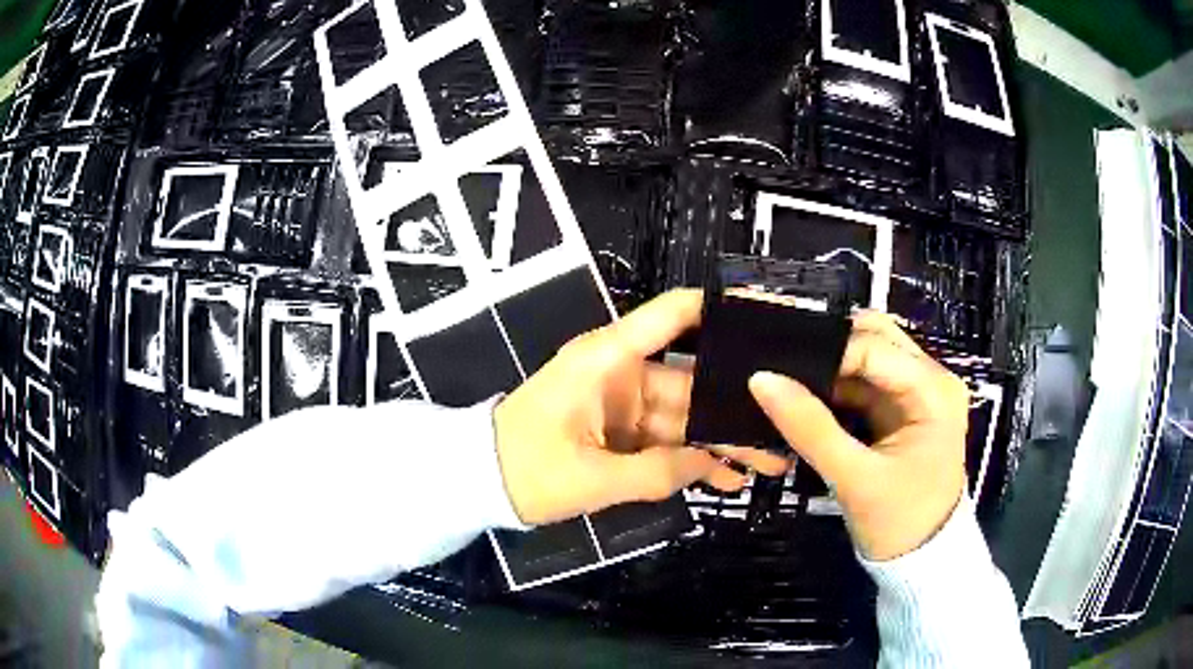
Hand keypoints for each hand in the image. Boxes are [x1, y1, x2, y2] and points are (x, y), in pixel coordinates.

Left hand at [494, 290, 789, 525]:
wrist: (478, 481)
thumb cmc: (525, 469)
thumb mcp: (592, 478)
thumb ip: (658, 472)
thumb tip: (715, 465)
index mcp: (608, 359)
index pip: (673, 315)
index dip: (720, 308)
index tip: (768, 317)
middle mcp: (620, 371)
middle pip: (692, 380)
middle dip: (735, 408)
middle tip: (781, 429)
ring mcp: (621, 402)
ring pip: (684, 415)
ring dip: (720, 440)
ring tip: (767, 461)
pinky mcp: (618, 428)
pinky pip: (664, 439)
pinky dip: (690, 457)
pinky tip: (726, 477)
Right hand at [749, 312, 969, 560]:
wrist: (922, 560)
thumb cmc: (898, 521)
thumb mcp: (853, 478)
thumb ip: (809, 428)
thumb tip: (761, 379)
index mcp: (933, 390)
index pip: (873, 347)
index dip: (824, 352)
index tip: (777, 366)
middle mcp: (931, 379)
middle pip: (876, 338)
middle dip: (830, 347)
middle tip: (783, 365)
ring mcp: (919, 393)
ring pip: (870, 356)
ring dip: (832, 366)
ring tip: (789, 378)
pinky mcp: (904, 410)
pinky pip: (866, 382)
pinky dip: (838, 386)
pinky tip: (808, 397)